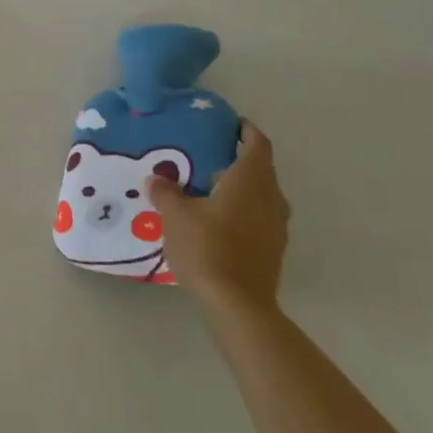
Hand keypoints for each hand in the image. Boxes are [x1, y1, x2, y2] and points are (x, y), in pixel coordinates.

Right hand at [146, 121, 287, 315]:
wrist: (238, 306)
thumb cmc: (208, 248)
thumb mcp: (176, 216)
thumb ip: (166, 192)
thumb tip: (156, 179)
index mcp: (250, 181)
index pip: (257, 144)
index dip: (246, 131)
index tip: (231, 125)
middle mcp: (270, 199)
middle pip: (261, 170)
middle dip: (239, 161)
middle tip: (209, 158)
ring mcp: (276, 227)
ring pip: (262, 196)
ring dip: (242, 189)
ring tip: (210, 190)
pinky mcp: (273, 251)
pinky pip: (260, 219)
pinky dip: (243, 212)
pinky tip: (218, 222)